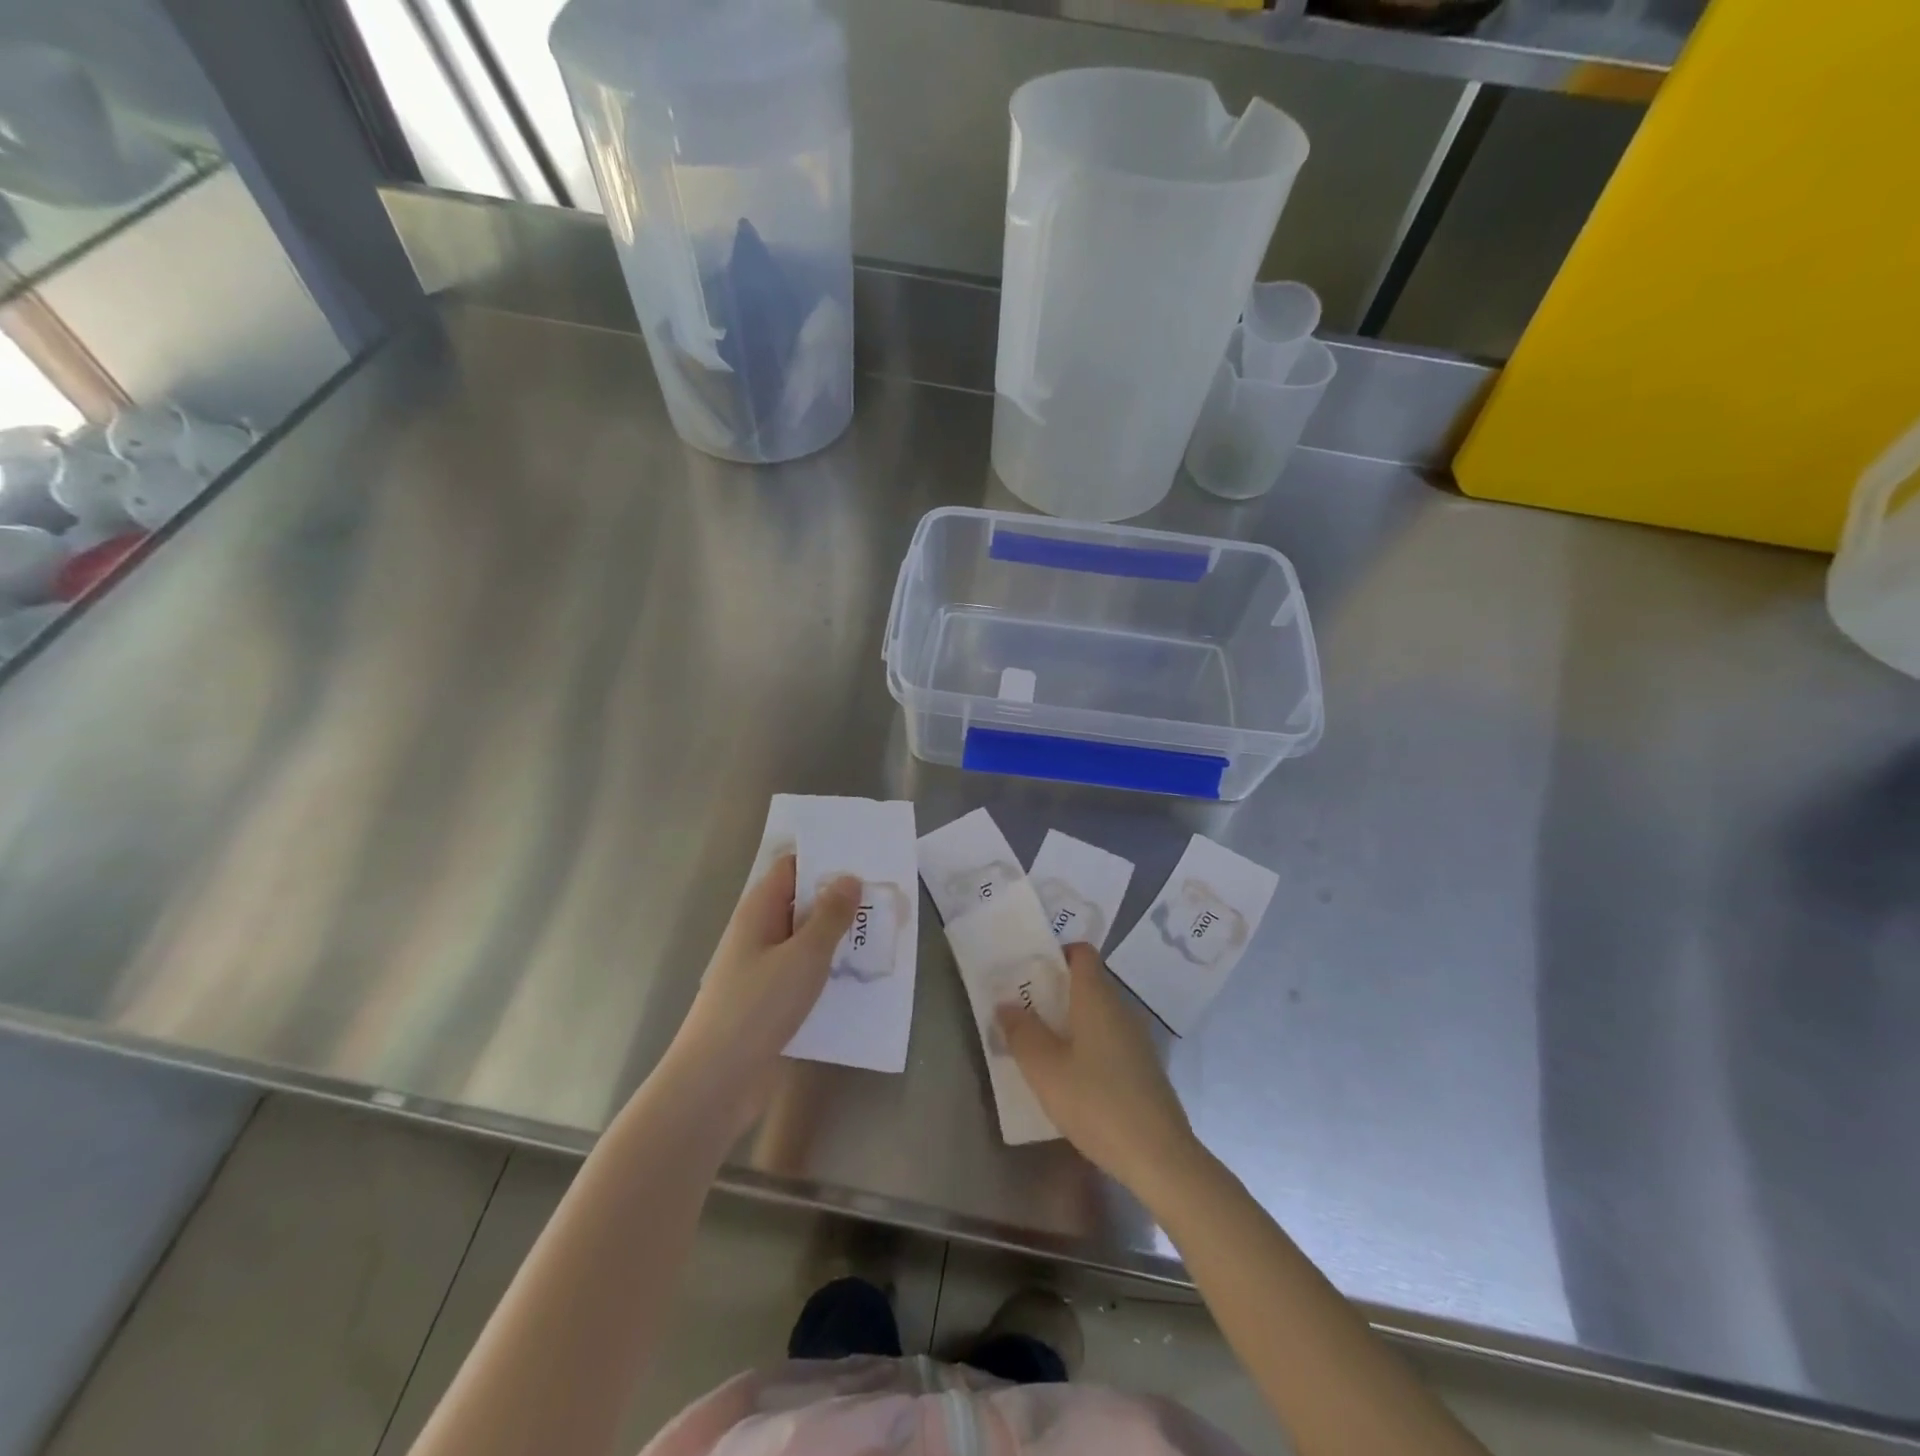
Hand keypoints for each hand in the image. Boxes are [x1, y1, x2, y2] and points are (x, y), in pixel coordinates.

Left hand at [661, 855, 858, 1138]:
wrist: (715, 1081)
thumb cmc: (758, 1007)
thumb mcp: (804, 956)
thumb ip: (830, 915)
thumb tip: (849, 878)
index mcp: (758, 911)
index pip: (791, 868)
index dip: (824, 859)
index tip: (864, 860)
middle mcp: (758, 933)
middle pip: (800, 903)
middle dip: (839, 900)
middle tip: (884, 898)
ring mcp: (761, 969)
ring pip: (804, 940)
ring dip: (837, 937)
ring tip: (882, 935)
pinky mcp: (769, 1001)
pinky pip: (803, 973)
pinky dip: (827, 970)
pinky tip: (858, 979)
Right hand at [996, 944, 1200, 1192]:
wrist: (1159, 1156)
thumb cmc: (1096, 1102)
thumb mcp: (1045, 1069)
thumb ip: (1022, 1033)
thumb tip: (1006, 1003)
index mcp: (1097, 998)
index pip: (1081, 952)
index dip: (1056, 953)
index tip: (1029, 971)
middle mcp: (1120, 1009)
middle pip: (1086, 982)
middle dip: (1053, 991)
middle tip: (1021, 1010)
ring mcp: (1135, 1039)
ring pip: (1096, 1013)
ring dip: (1067, 1021)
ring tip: (1037, 1043)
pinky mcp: (1141, 1067)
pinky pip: (1107, 1039)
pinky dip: (1085, 1044)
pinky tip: (1068, 1075)